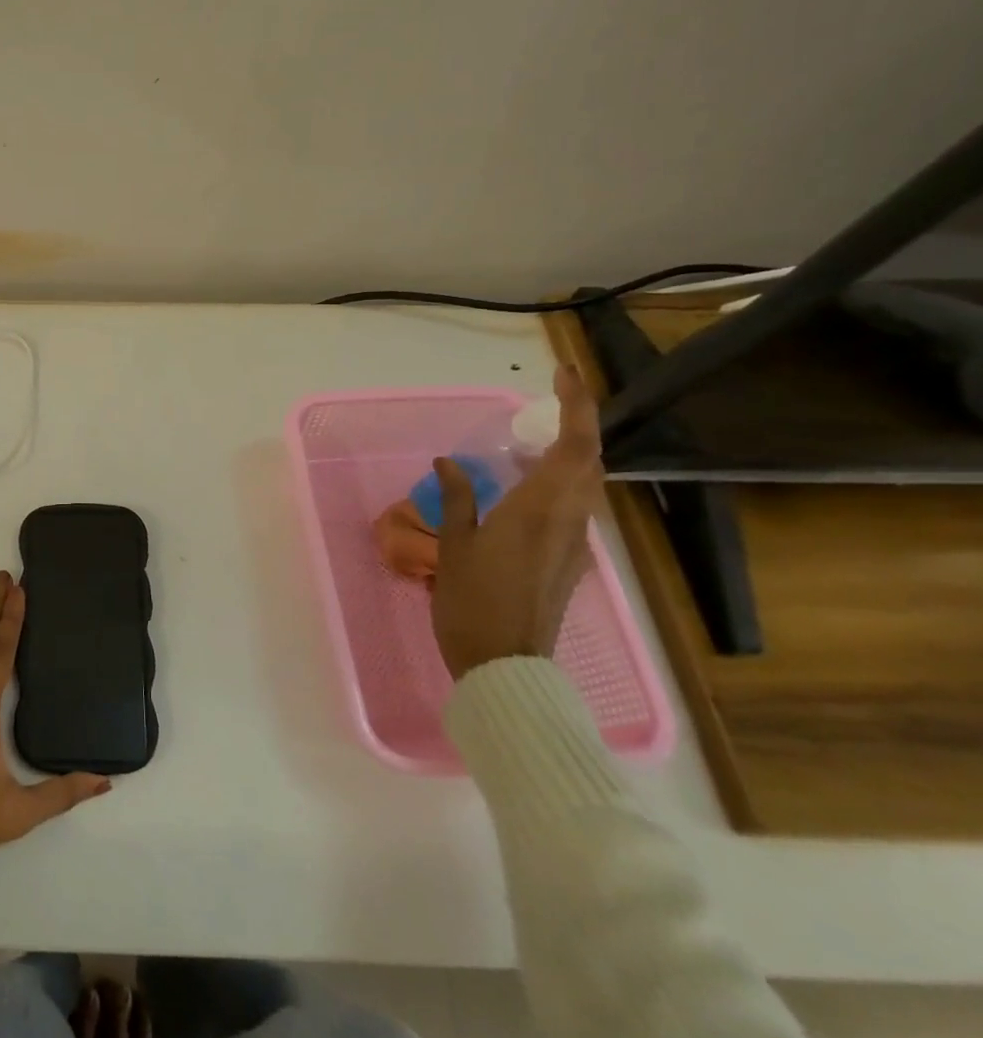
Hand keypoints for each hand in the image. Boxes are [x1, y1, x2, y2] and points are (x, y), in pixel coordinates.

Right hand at [429, 365, 605, 680]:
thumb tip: (449, 462)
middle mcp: (568, 519)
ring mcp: (573, 541)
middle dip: (575, 423)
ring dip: (569, 452)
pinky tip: (526, 486)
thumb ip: (458, 497)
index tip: (561, 374)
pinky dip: (558, 481)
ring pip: (585, 483)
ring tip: (530, 440)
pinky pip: (573, 505)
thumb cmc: (472, 601)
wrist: (505, 663)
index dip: (576, 404)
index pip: (575, 444)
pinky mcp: (568, 559)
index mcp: (540, 509)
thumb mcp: (456, 544)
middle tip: (543, 403)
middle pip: (588, 459)